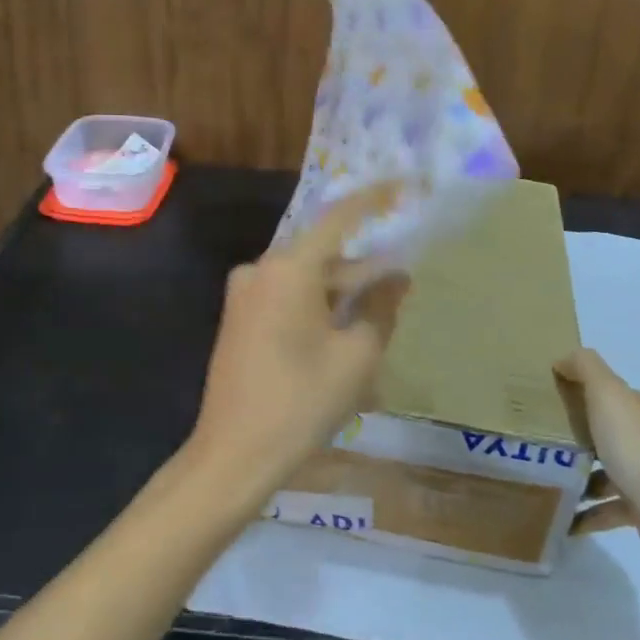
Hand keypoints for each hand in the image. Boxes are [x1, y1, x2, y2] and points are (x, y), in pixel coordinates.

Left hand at [184, 185, 409, 516]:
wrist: (234, 454)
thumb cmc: (301, 402)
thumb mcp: (357, 356)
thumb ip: (381, 307)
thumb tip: (397, 277)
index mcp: (288, 268)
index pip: (339, 218)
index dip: (375, 200)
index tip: (405, 186)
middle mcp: (261, 270)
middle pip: (324, 255)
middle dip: (364, 269)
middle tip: (403, 284)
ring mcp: (245, 295)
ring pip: (307, 280)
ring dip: (343, 295)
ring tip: (380, 319)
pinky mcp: (240, 318)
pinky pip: (288, 299)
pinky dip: (319, 308)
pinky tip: (344, 335)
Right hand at [555, 347, 639, 557]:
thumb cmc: (637, 449)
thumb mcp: (608, 395)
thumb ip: (585, 368)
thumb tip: (562, 359)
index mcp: (633, 409)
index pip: (601, 391)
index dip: (572, 389)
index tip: (537, 397)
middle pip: (599, 431)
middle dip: (568, 434)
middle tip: (530, 440)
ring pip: (600, 470)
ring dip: (573, 476)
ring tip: (539, 481)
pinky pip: (604, 509)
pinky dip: (584, 514)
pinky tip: (561, 518)